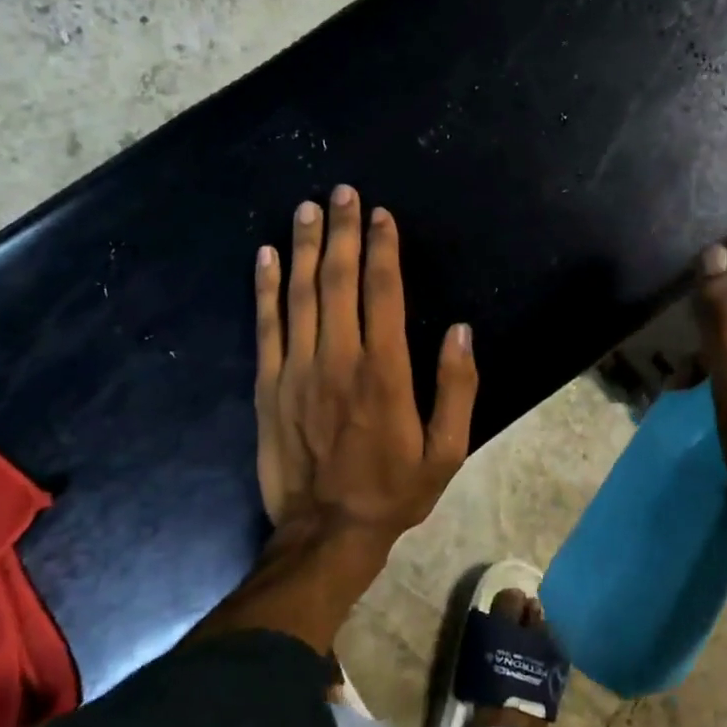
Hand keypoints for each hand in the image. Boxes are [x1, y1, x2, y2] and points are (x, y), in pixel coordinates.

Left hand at [254, 185, 478, 544]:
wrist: (325, 533)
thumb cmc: (393, 491)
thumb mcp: (447, 451)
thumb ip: (457, 387)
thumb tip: (460, 330)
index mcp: (384, 371)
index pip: (382, 291)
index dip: (383, 248)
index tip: (382, 215)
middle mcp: (338, 358)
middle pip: (339, 280)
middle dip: (343, 231)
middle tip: (342, 192)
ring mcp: (296, 370)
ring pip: (300, 293)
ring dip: (305, 246)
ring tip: (307, 209)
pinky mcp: (268, 385)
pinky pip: (266, 326)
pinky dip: (265, 287)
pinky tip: (267, 256)